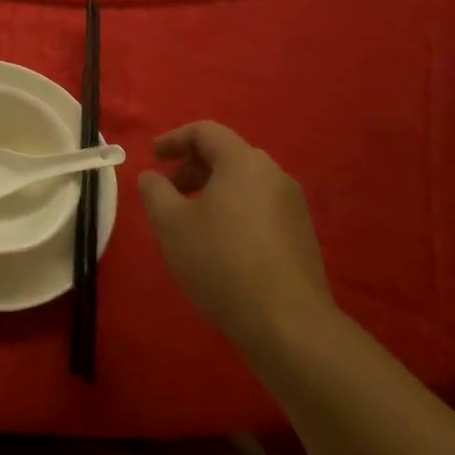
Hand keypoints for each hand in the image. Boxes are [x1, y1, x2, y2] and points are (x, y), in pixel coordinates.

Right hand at [137, 121, 335, 347]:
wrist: (288, 322)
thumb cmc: (221, 261)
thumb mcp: (171, 224)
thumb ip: (155, 192)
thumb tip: (152, 177)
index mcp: (243, 162)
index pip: (205, 132)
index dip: (174, 140)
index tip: (153, 157)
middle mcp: (273, 175)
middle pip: (227, 155)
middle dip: (192, 168)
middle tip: (168, 192)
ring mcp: (293, 206)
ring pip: (245, 183)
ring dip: (213, 191)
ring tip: (190, 221)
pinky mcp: (302, 235)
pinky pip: (260, 207)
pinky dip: (234, 211)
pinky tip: (220, 244)